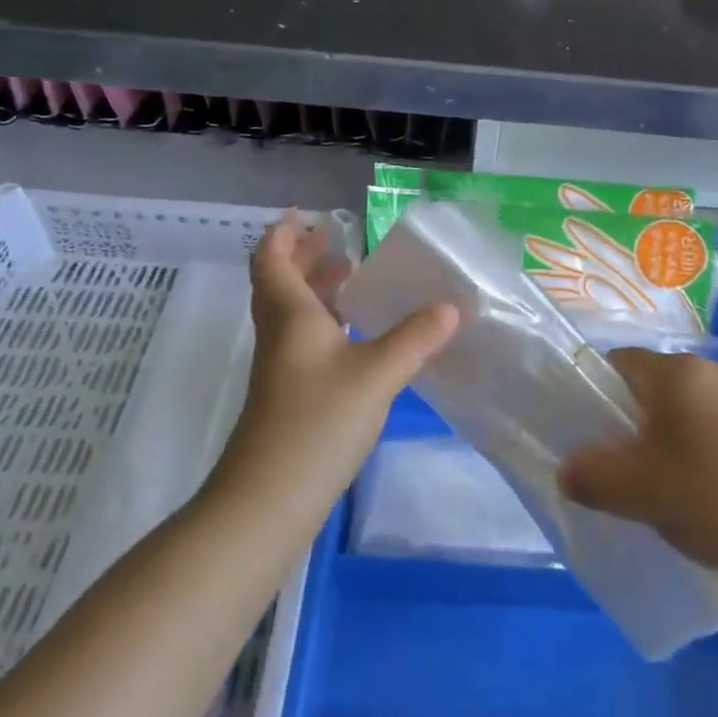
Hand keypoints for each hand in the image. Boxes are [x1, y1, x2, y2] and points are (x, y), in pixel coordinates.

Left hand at [209, 214, 457, 521]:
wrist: (266, 502)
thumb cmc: (316, 423)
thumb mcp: (376, 375)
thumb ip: (415, 339)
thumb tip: (451, 307)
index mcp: (291, 316)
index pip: (273, 260)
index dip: (284, 234)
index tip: (306, 215)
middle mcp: (280, 335)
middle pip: (281, 283)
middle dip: (306, 257)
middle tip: (337, 239)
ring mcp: (281, 368)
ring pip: (293, 313)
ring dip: (317, 290)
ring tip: (354, 278)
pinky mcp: (289, 396)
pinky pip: (304, 341)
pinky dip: (327, 323)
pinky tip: (358, 336)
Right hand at [558, 348, 717, 586]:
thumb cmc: (716, 500)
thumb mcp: (640, 494)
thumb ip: (591, 477)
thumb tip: (567, 470)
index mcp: (677, 373)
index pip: (618, 363)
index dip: (597, 395)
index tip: (595, 436)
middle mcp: (711, 371)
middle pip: (651, 385)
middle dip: (632, 421)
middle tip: (625, 466)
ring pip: (684, 406)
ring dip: (667, 436)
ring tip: (667, 483)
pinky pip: (715, 422)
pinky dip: (700, 446)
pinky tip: (708, 488)